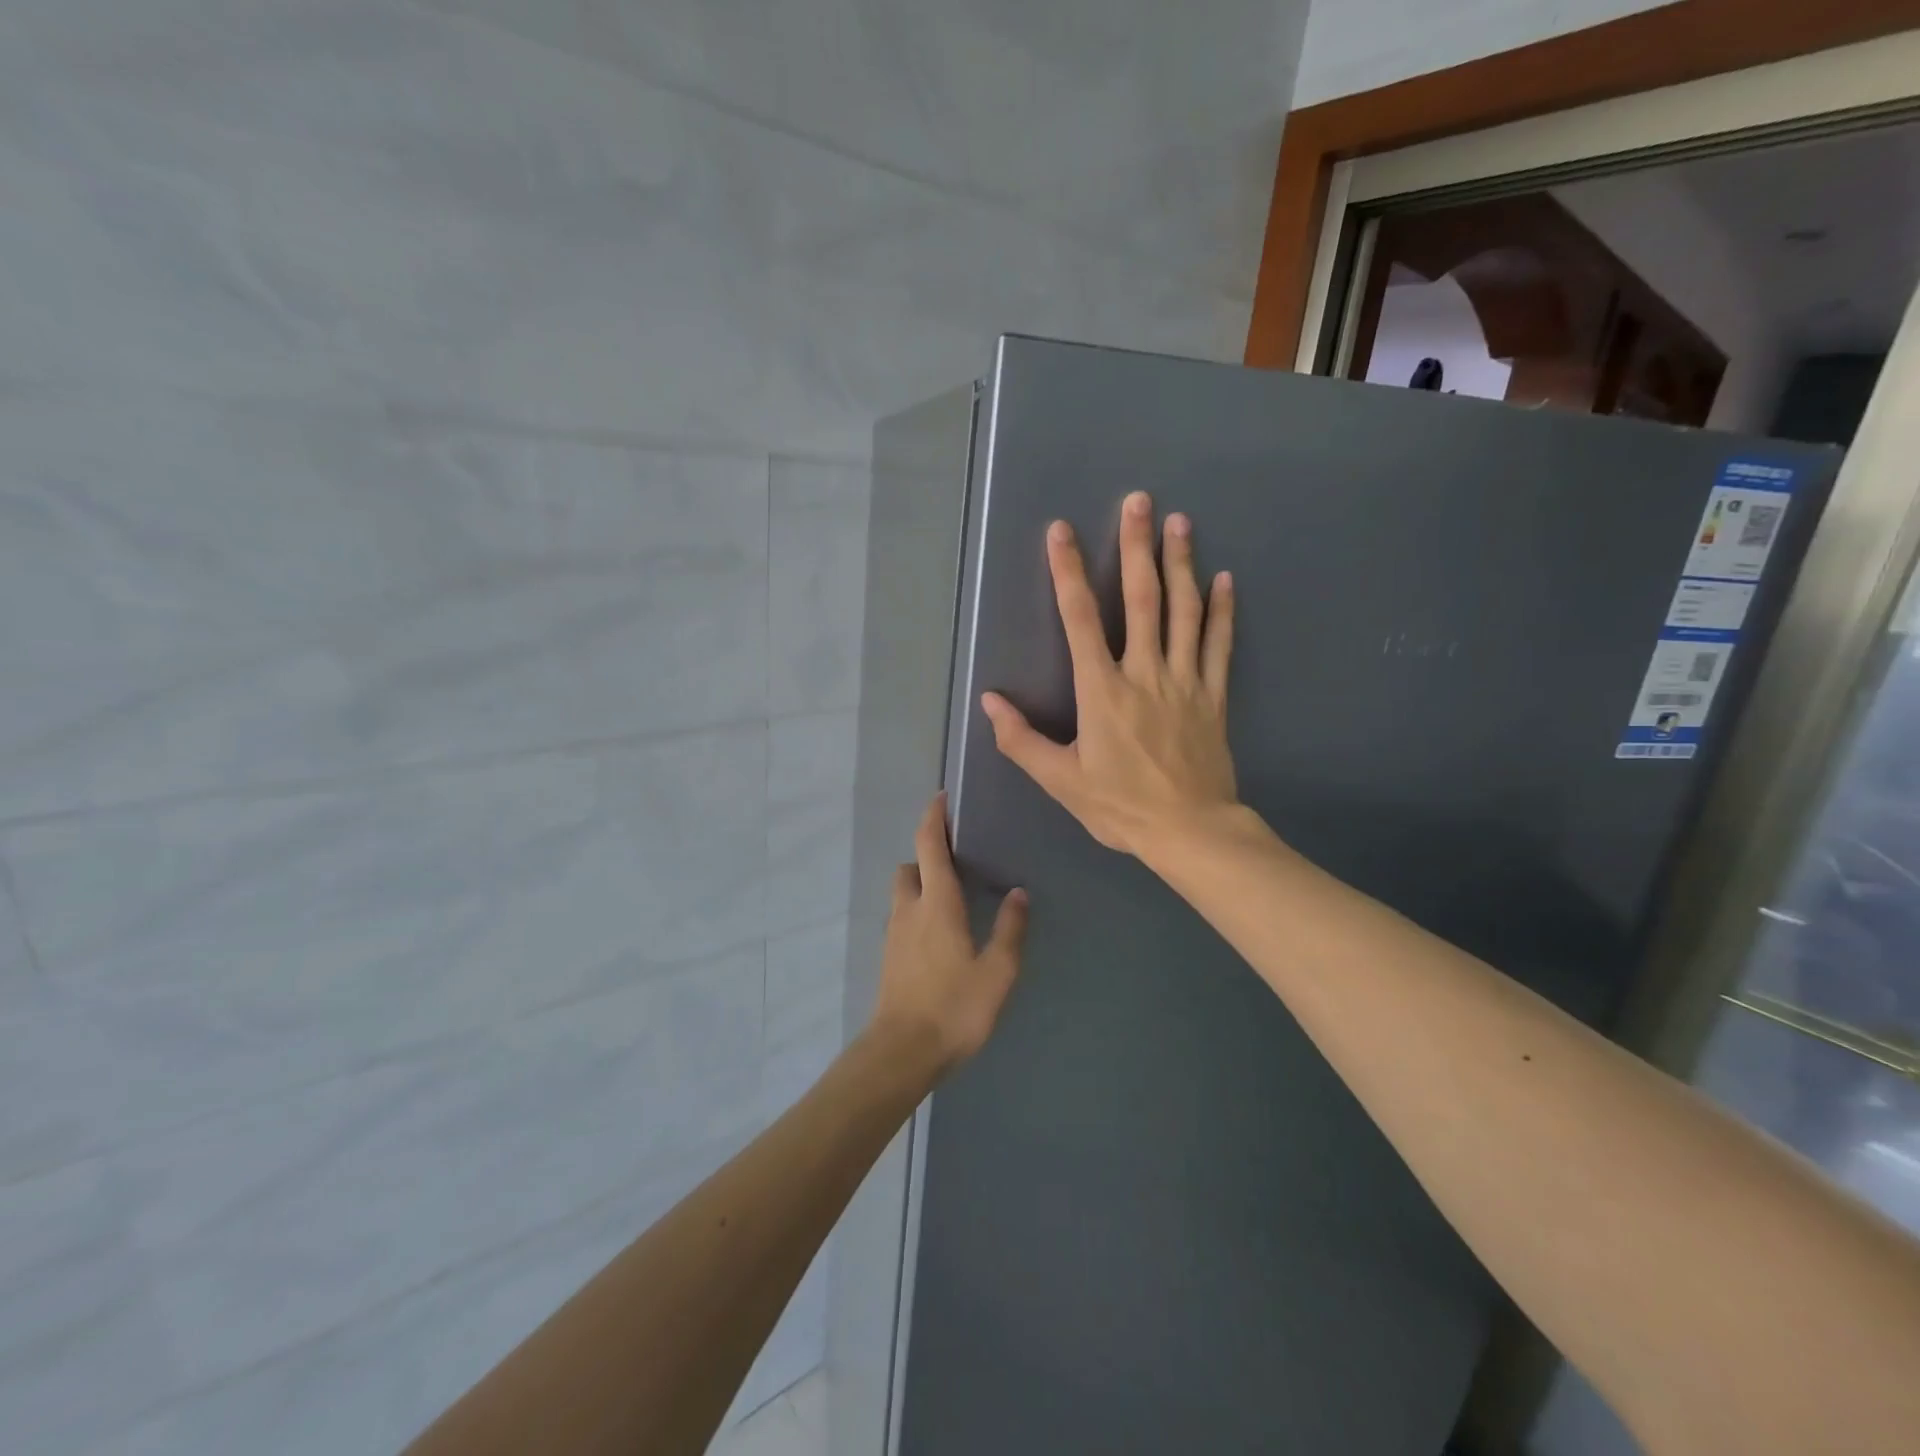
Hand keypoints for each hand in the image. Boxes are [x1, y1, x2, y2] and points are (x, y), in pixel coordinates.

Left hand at [870, 795, 1028, 1076]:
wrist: (902, 1052)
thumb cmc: (954, 1007)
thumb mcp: (997, 971)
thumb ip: (1010, 929)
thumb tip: (1019, 892)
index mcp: (937, 903)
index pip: (929, 845)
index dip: (933, 818)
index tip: (941, 798)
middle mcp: (910, 909)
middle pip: (910, 865)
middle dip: (926, 854)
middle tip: (955, 858)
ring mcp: (894, 933)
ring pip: (903, 892)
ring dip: (920, 882)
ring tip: (951, 896)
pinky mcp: (889, 956)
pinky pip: (902, 917)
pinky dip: (917, 909)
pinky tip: (939, 932)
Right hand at [980, 490, 1238, 859]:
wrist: (1190, 831)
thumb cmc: (1120, 806)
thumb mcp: (1061, 780)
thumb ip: (1021, 740)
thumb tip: (990, 702)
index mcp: (1103, 691)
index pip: (1080, 620)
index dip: (1068, 573)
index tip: (1061, 531)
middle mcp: (1145, 673)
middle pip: (1142, 600)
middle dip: (1136, 547)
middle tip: (1139, 501)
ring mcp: (1185, 681)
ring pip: (1184, 612)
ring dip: (1181, 564)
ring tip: (1180, 522)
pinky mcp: (1214, 696)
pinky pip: (1220, 646)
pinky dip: (1222, 612)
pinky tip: (1225, 580)